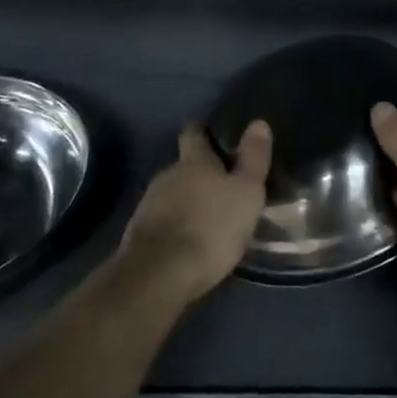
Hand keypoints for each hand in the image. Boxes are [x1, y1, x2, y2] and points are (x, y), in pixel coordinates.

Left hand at [119, 122, 270, 300]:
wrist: (159, 275)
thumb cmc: (211, 227)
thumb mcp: (246, 193)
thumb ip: (253, 159)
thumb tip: (258, 122)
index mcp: (193, 161)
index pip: (194, 133)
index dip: (202, 131)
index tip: (212, 133)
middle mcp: (167, 175)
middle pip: (183, 166)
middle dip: (200, 174)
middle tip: (222, 185)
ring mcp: (148, 204)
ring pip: (172, 194)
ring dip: (188, 201)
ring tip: (208, 215)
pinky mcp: (139, 234)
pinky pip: (162, 220)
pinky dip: (176, 225)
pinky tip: (189, 240)